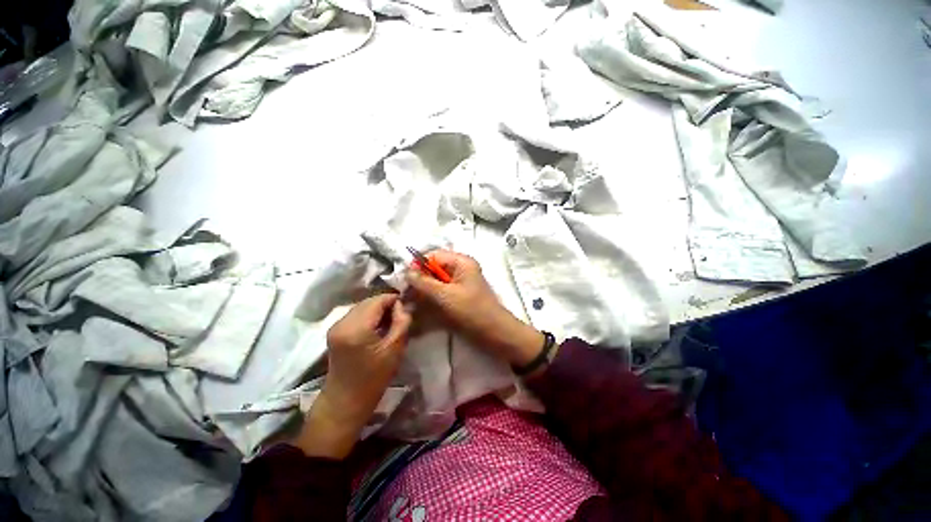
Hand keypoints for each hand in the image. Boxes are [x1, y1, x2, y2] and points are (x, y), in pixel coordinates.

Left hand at [293, 293, 411, 458]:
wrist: (345, 402)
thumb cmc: (373, 378)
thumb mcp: (394, 350)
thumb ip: (402, 322)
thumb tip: (402, 305)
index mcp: (356, 327)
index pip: (378, 300)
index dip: (394, 299)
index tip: (407, 306)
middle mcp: (342, 322)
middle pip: (368, 301)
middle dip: (386, 304)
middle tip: (400, 314)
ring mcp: (335, 326)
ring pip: (362, 307)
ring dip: (377, 310)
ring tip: (390, 321)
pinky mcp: (334, 331)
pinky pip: (355, 315)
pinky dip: (368, 316)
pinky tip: (377, 327)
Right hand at [405, 251, 543, 368]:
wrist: (494, 334)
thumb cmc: (472, 311)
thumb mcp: (446, 295)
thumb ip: (424, 283)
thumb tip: (406, 272)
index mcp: (461, 262)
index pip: (434, 256)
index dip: (418, 265)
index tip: (404, 279)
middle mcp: (459, 270)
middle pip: (433, 270)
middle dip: (418, 281)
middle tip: (404, 294)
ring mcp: (457, 285)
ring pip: (434, 284)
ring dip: (421, 293)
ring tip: (407, 303)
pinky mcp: (456, 299)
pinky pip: (438, 295)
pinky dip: (428, 301)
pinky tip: (416, 310)